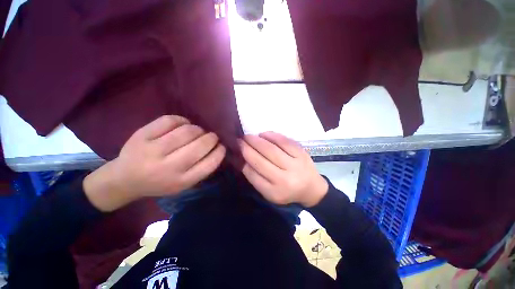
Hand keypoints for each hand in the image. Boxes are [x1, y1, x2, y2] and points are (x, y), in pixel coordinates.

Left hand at [84, 115, 225, 211]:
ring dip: (198, 129)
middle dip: (212, 138)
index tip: (222, 147)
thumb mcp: (183, 183)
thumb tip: (216, 147)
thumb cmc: (160, 182)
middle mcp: (167, 167)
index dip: (220, 152)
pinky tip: (183, 125)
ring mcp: (152, 150)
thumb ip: (201, 168)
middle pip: (200, 145)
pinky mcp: (141, 136)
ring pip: (187, 131)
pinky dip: (182, 120)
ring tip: (198, 132)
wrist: (125, 179)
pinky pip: (169, 120)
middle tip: (212, 136)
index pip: (209, 163)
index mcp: (180, 181)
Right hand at [240, 132, 327, 206]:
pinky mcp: (301, 153)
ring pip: (271, 149)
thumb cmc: (287, 191)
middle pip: (261, 161)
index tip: (235, 152)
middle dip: (246, 148)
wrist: (312, 188)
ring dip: (256, 141)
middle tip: (238, 141)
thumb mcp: (269, 192)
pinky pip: (284, 141)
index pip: (253, 175)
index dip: (242, 161)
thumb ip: (255, 177)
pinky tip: (263, 134)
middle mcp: (285, 179)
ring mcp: (295, 165)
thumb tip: (242, 160)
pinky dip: (272, 136)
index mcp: (275, 192)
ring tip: (248, 136)